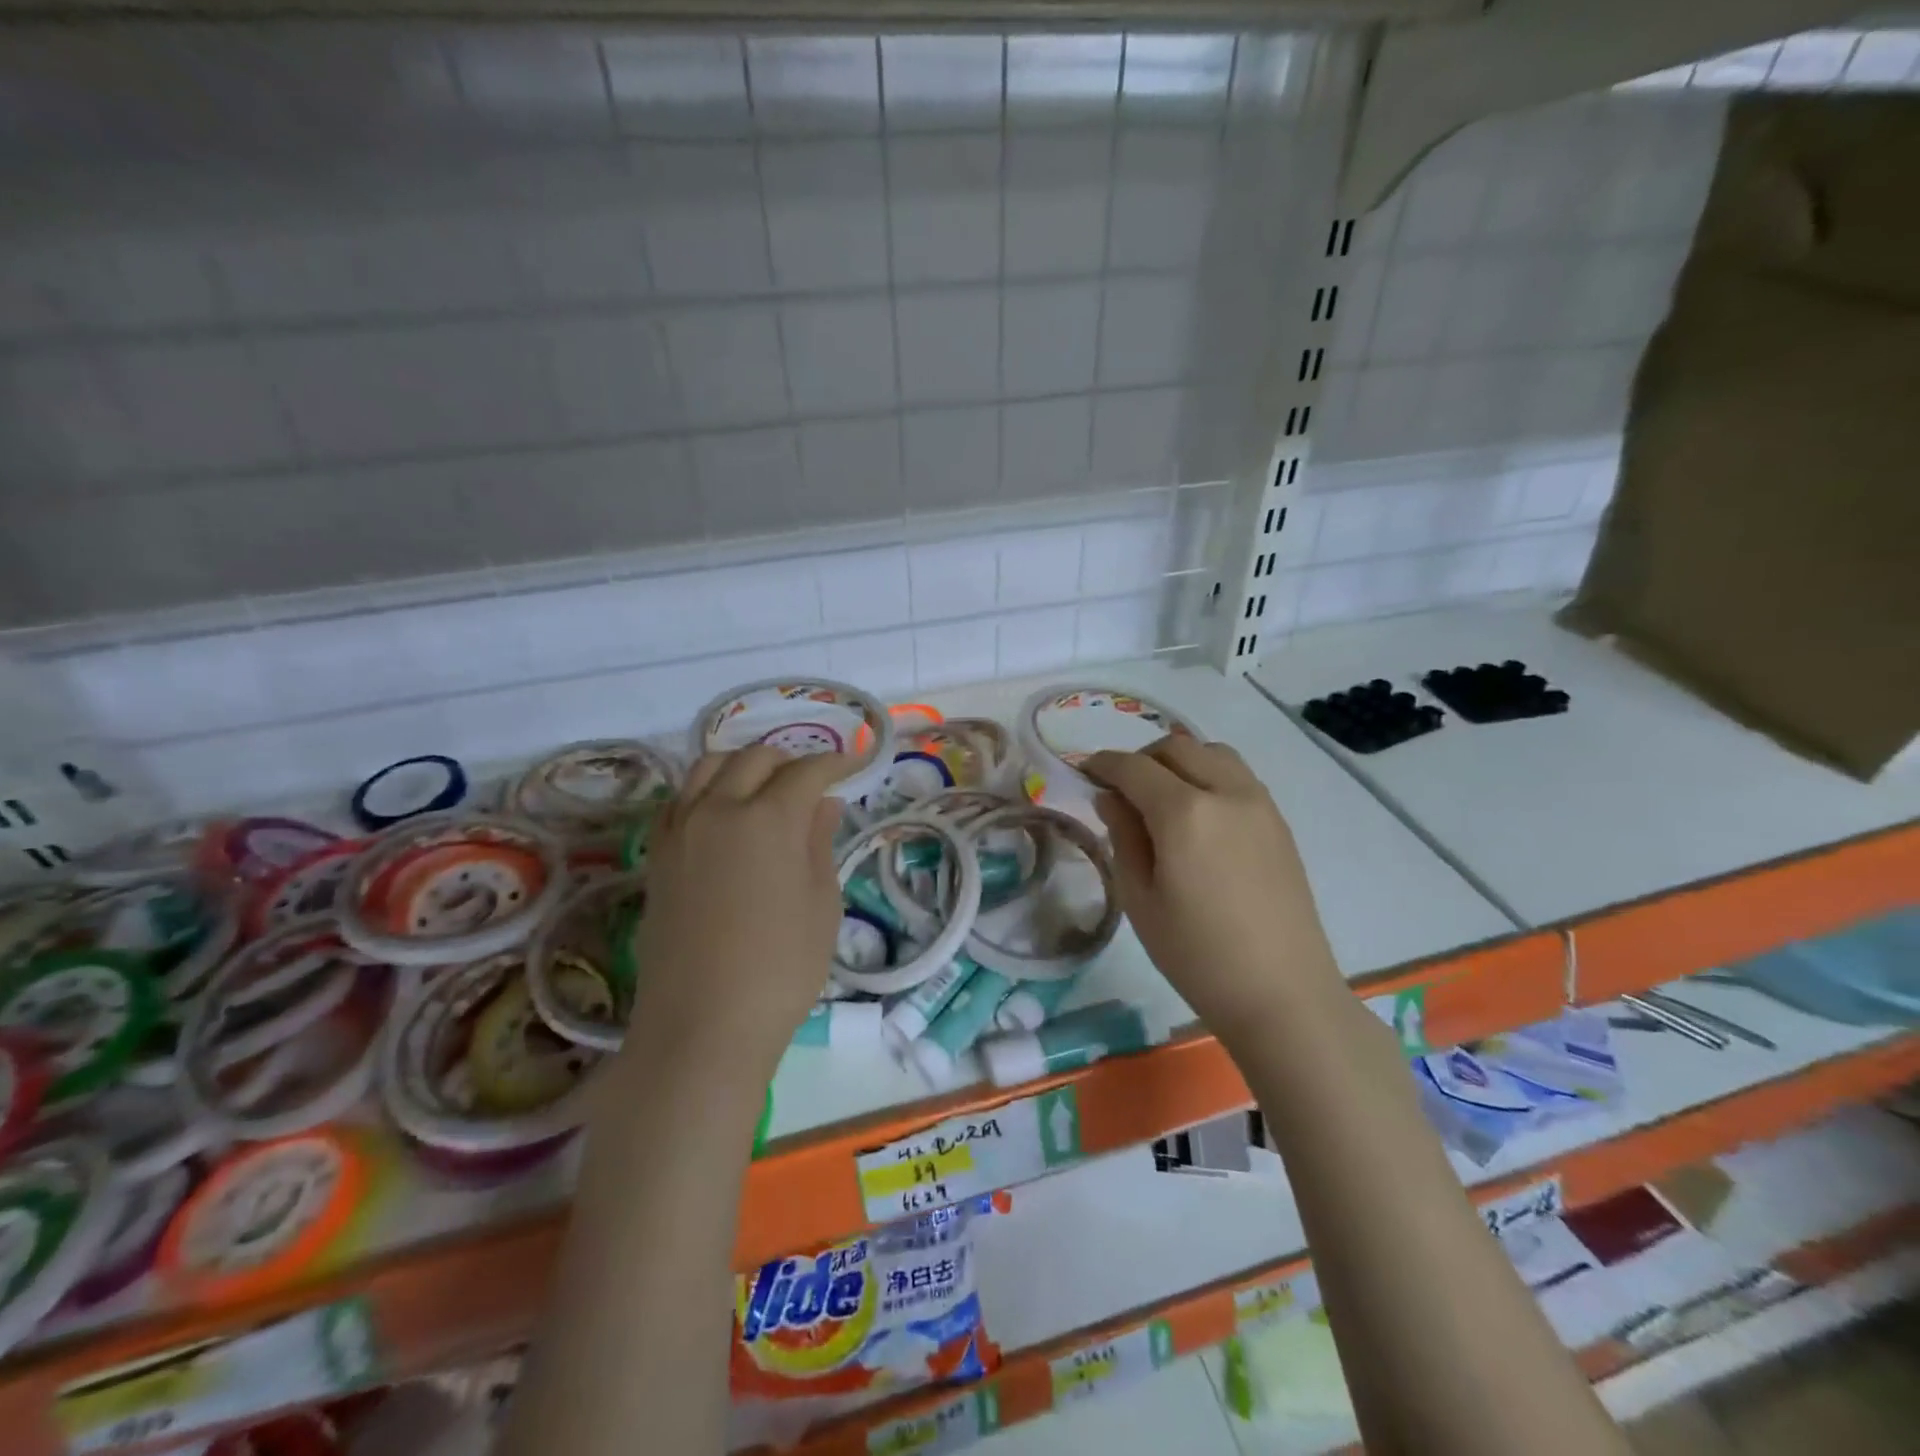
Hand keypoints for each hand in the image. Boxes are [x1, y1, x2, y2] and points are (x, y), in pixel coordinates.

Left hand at [629, 747, 847, 1077]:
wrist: (703, 1024)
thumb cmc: (781, 967)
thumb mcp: (821, 903)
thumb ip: (819, 842)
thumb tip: (823, 803)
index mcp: (768, 818)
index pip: (806, 771)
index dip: (835, 762)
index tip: (854, 763)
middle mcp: (719, 809)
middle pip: (754, 758)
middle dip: (790, 760)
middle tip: (813, 783)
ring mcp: (681, 830)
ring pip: (708, 767)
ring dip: (743, 766)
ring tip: (765, 788)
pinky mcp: (658, 855)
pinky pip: (680, 799)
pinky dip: (706, 790)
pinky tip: (722, 813)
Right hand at [1084, 736, 1343, 1034]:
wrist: (1281, 994)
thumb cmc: (1197, 955)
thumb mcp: (1140, 899)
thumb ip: (1122, 837)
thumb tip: (1110, 797)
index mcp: (1184, 813)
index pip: (1133, 767)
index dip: (1102, 764)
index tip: (1083, 772)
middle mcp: (1225, 792)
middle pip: (1176, 747)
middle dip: (1140, 758)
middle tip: (1120, 790)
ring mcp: (1259, 803)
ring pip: (1212, 752)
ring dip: (1179, 760)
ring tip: (1161, 797)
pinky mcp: (1278, 821)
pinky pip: (1237, 775)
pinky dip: (1208, 775)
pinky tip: (1197, 814)